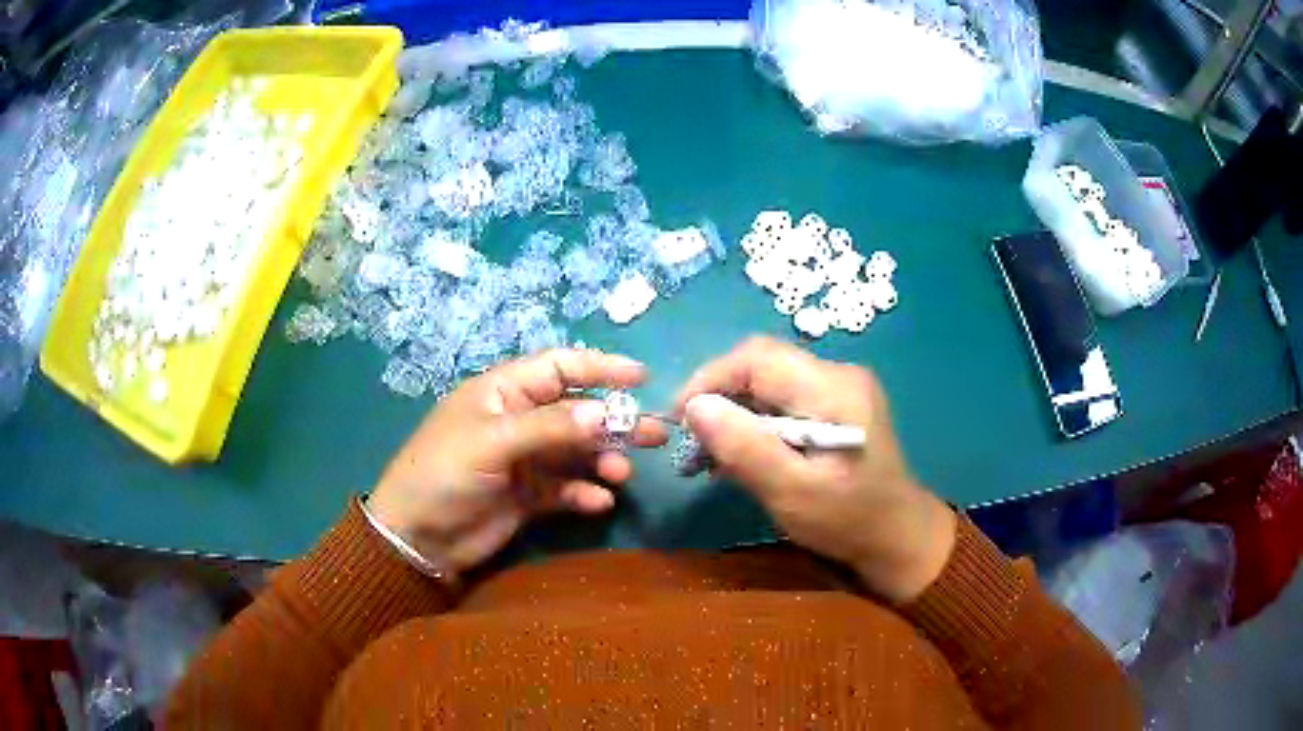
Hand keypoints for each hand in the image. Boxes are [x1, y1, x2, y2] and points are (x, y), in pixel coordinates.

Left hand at [369, 349, 666, 579]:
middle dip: (614, 421)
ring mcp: (524, 460)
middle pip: (576, 412)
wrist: (417, 537)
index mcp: (503, 392)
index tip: (641, 377)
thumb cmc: (444, 473)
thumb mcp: (493, 442)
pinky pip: (566, 488)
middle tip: (653, 434)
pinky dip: (584, 493)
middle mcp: (518, 421)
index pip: (559, 368)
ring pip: (576, 452)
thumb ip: (550, 426)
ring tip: (622, 473)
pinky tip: (598, 502)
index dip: (599, 368)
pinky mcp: (528, 496)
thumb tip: (606, 411)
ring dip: (602, 459)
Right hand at [674, 337, 955, 601]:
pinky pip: (784, 401)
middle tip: (690, 442)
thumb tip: (694, 407)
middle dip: (718, 398)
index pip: (757, 358)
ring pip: (769, 383)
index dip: (709, 379)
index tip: (678, 419)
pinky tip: (740, 455)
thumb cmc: (848, 521)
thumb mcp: (792, 492)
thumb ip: (745, 448)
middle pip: (761, 366)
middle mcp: (838, 375)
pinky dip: (755, 423)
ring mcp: (840, 389)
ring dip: (733, 413)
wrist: (899, 539)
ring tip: (706, 456)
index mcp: (834, 389)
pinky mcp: (837, 407)